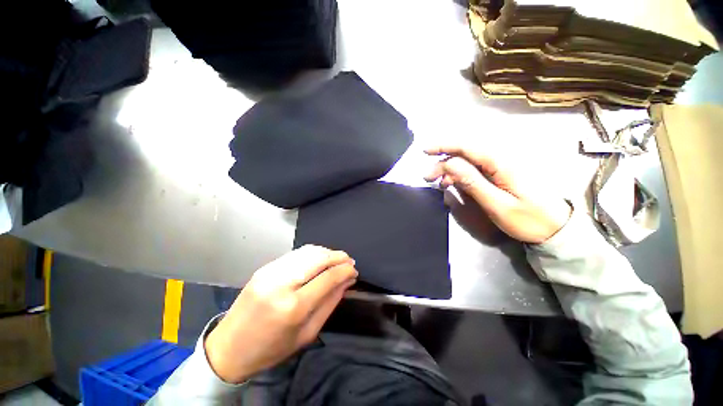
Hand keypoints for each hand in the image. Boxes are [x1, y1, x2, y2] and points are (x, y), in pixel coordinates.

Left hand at [205, 245, 356, 382]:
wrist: (230, 347)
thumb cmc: (272, 348)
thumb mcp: (307, 333)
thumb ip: (330, 303)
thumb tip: (347, 281)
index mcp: (293, 307)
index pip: (328, 277)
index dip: (345, 271)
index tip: (355, 271)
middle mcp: (281, 283)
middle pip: (319, 258)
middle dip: (339, 256)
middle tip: (349, 261)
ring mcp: (270, 272)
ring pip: (308, 251)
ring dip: (327, 252)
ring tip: (337, 259)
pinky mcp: (265, 267)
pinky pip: (296, 254)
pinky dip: (313, 253)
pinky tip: (320, 259)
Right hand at [425, 144, 570, 243]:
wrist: (555, 227)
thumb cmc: (528, 219)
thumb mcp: (497, 204)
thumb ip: (473, 182)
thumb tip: (450, 164)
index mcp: (501, 163)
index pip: (468, 147)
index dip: (444, 146)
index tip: (425, 151)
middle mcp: (501, 159)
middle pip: (465, 152)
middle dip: (443, 161)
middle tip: (428, 177)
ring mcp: (501, 165)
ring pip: (468, 160)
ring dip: (450, 168)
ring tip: (438, 182)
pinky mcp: (500, 173)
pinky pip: (475, 168)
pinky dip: (459, 174)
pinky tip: (453, 182)